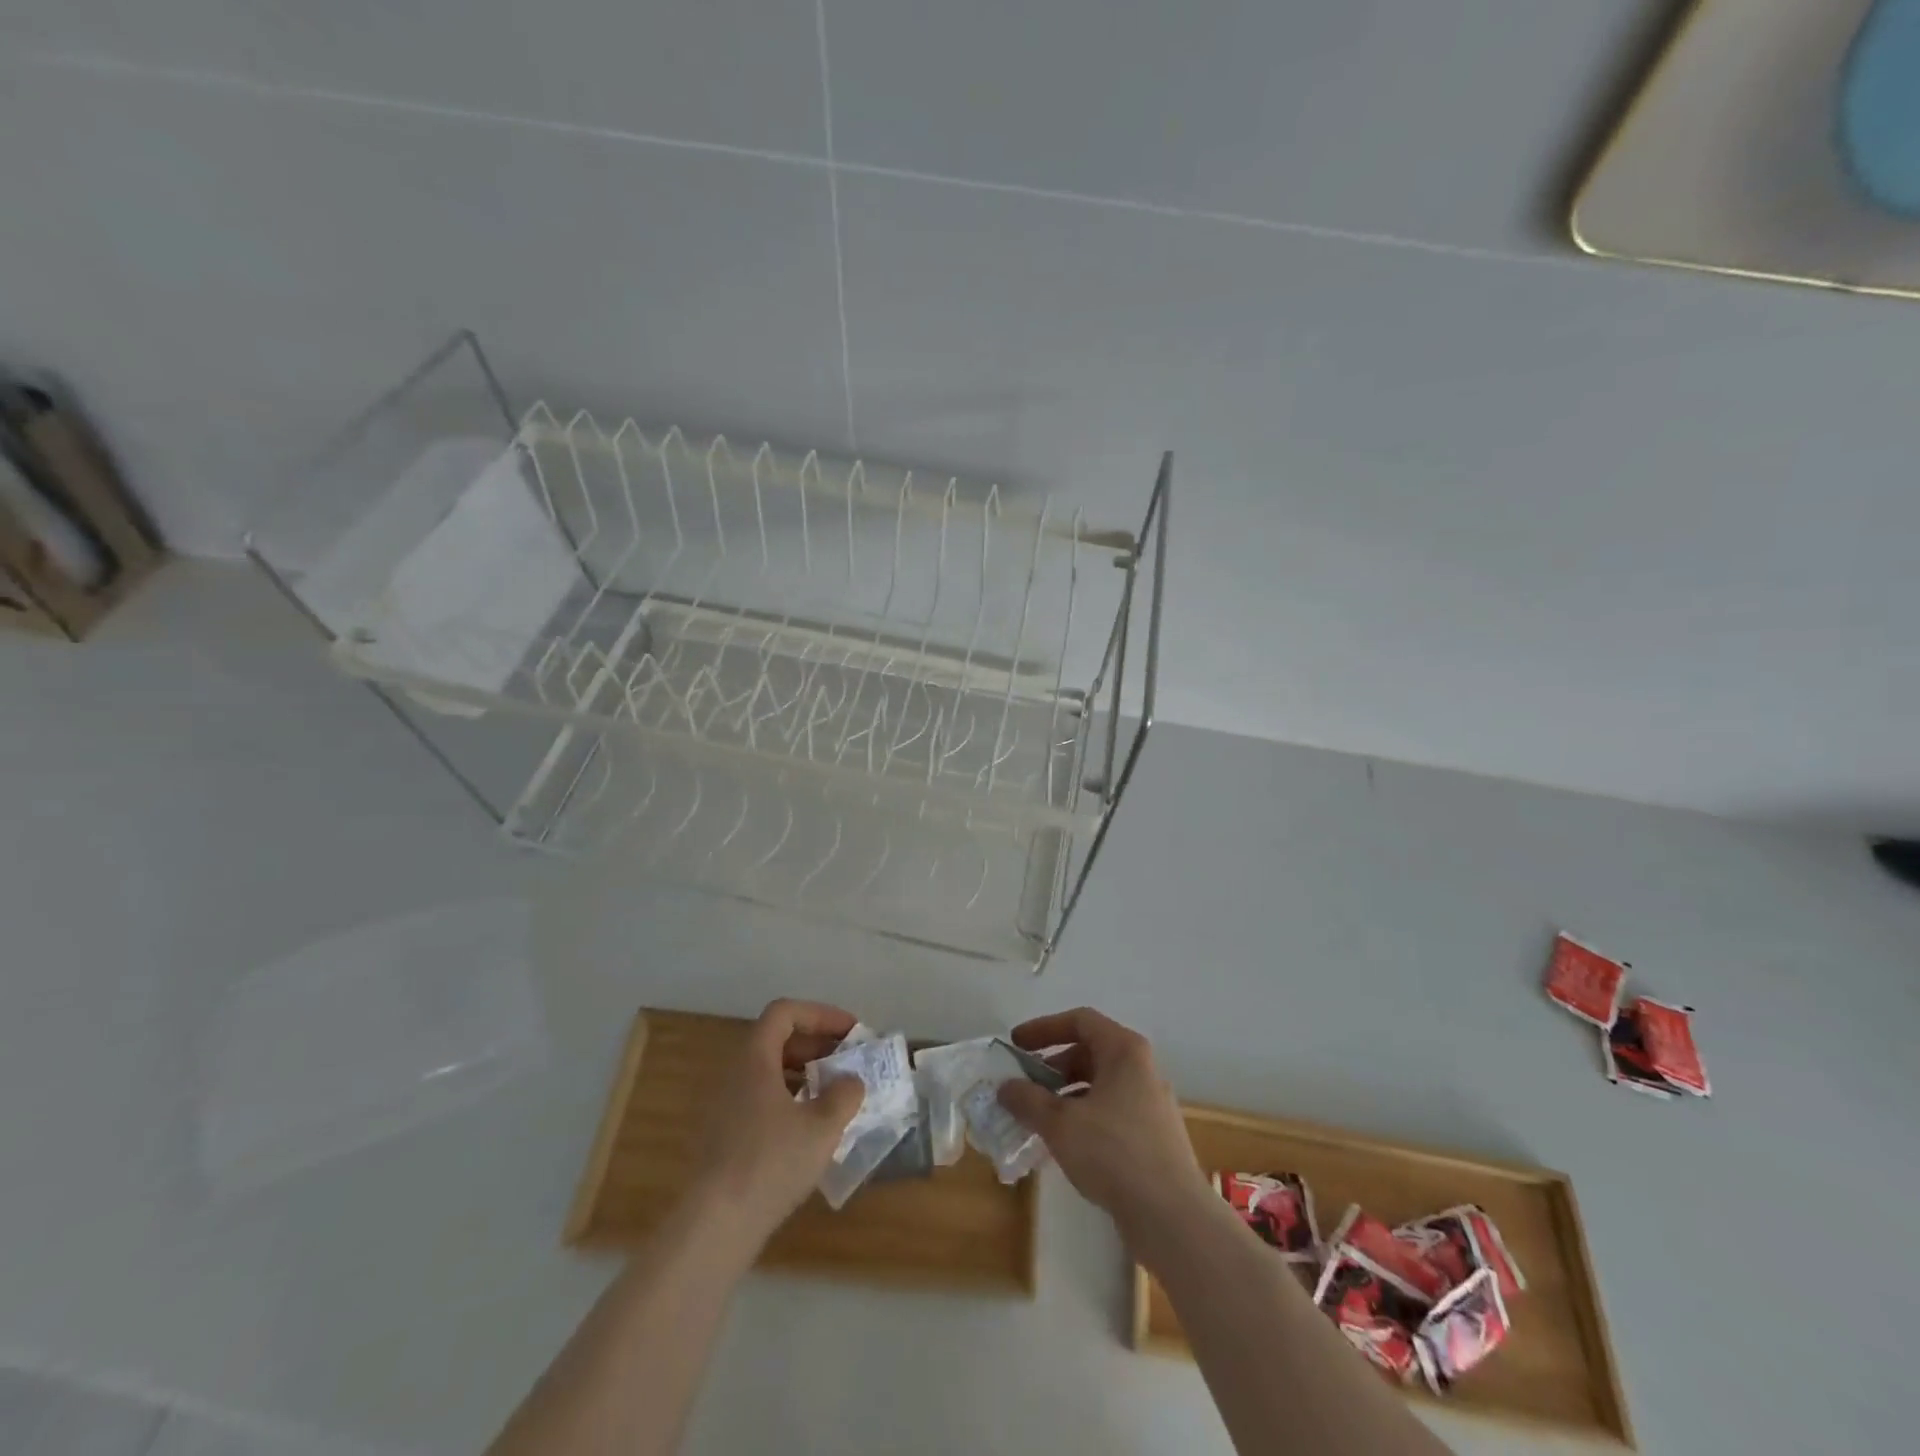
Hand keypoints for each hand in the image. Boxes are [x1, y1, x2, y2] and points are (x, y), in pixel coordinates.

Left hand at [688, 999, 865, 1248]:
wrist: (715, 1225)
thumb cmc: (771, 1162)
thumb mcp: (822, 1126)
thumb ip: (844, 1095)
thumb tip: (851, 1082)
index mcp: (755, 1058)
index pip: (785, 1012)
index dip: (821, 1014)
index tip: (850, 1032)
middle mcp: (735, 1073)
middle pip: (776, 1039)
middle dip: (816, 1044)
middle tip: (847, 1061)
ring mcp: (724, 1105)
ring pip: (768, 1071)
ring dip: (804, 1073)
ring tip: (834, 1094)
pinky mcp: (723, 1136)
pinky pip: (760, 1098)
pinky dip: (788, 1099)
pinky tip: (809, 1128)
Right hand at [997, 1008, 1214, 1255]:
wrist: (1172, 1217)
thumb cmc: (1114, 1153)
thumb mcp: (1060, 1123)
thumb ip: (1028, 1100)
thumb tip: (1005, 1087)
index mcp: (1124, 1051)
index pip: (1080, 1021)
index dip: (1044, 1029)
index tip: (1016, 1045)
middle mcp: (1141, 1068)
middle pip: (1089, 1052)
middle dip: (1052, 1066)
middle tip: (1023, 1084)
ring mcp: (1150, 1103)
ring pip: (1099, 1085)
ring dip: (1065, 1094)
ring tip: (1037, 1117)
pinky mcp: (1152, 1136)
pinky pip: (1109, 1111)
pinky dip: (1082, 1117)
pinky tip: (1063, 1143)